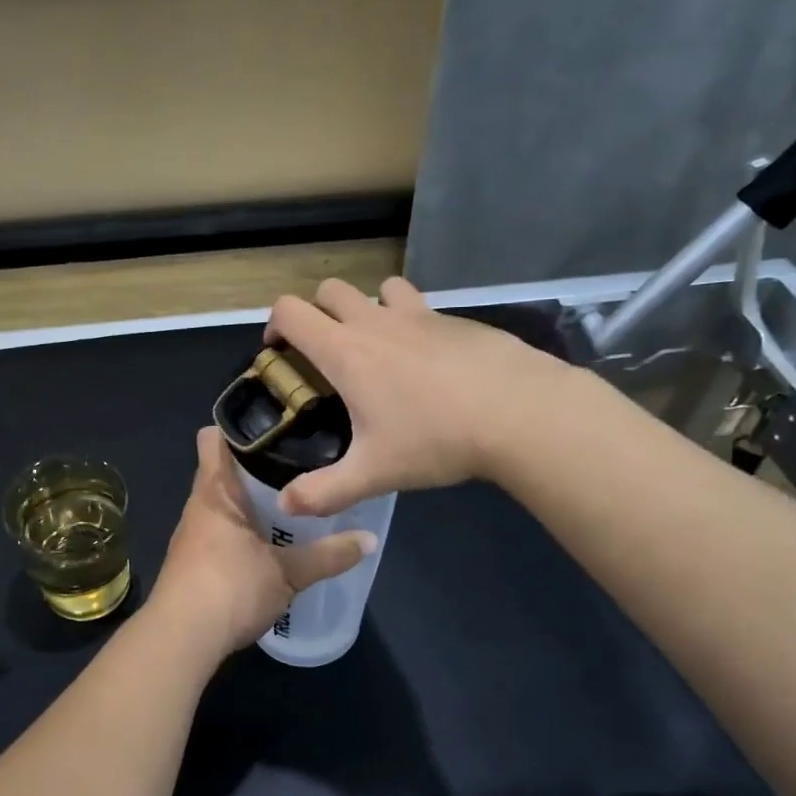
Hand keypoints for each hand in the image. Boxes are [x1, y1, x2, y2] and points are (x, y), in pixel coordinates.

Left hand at [150, 426, 373, 652]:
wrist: (181, 639)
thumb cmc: (230, 588)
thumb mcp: (288, 573)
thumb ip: (329, 555)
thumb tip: (371, 539)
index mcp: (215, 491)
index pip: (214, 438)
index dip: (240, 427)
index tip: (278, 426)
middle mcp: (199, 505)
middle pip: (224, 470)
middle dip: (258, 465)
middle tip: (302, 463)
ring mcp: (192, 535)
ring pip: (224, 502)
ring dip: (251, 501)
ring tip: (294, 499)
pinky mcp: (194, 562)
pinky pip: (221, 530)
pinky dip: (243, 529)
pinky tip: (270, 542)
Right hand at [263, 276, 571, 517]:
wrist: (519, 412)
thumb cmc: (435, 438)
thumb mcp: (373, 473)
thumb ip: (324, 492)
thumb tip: (286, 507)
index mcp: (346, 350)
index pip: (291, 311)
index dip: (275, 324)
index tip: (279, 352)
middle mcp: (376, 321)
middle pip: (330, 290)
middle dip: (317, 312)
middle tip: (324, 352)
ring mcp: (420, 315)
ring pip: (379, 289)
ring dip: (367, 307)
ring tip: (377, 347)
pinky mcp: (456, 320)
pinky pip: (421, 307)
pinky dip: (410, 323)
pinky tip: (428, 364)